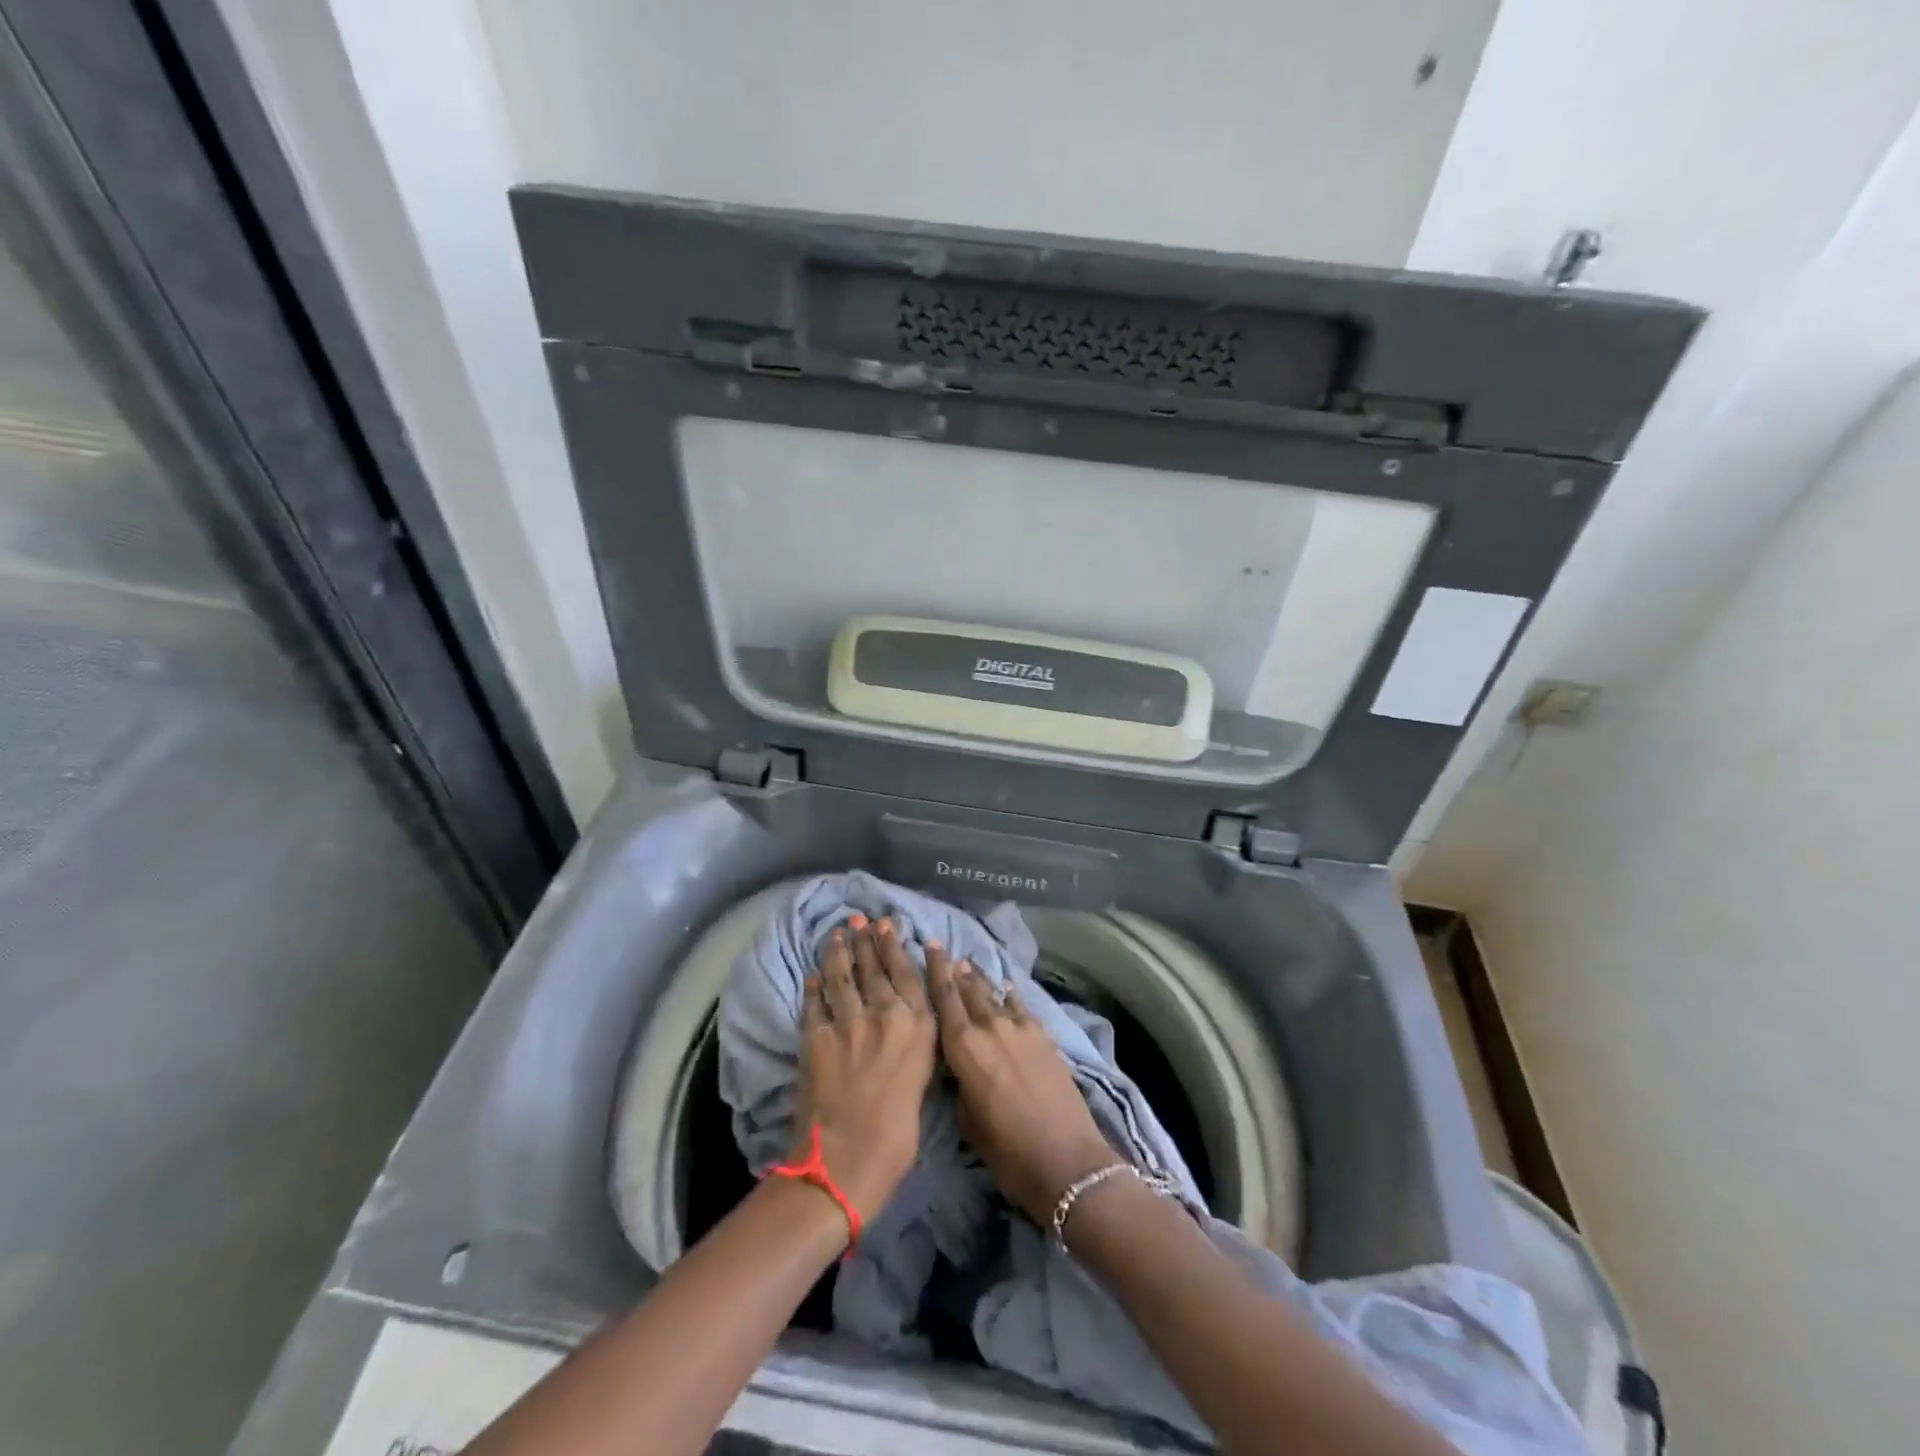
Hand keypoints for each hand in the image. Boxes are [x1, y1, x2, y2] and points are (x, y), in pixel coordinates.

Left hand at [793, 916, 938, 1224]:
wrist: (846, 1161)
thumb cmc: (897, 1136)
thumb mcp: (922, 1082)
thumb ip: (914, 1047)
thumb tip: (904, 1028)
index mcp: (918, 1028)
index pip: (907, 974)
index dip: (894, 946)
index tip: (887, 925)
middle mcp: (886, 1014)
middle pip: (873, 967)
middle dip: (865, 940)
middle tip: (859, 919)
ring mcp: (848, 1022)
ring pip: (841, 975)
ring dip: (837, 951)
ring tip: (836, 933)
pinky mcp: (816, 1036)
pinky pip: (814, 1002)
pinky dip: (813, 986)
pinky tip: (812, 975)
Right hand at [925, 946, 1115, 1225]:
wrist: (1065, 1159)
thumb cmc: (1006, 1150)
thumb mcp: (967, 1120)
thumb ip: (959, 1083)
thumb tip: (961, 1066)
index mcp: (963, 1046)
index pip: (944, 998)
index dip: (935, 970)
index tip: (931, 945)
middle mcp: (989, 1027)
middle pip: (969, 990)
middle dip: (956, 971)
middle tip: (946, 952)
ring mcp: (1020, 1028)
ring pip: (994, 995)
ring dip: (980, 981)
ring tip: (970, 966)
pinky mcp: (1044, 1036)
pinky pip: (1020, 1008)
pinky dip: (1010, 997)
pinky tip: (1006, 988)